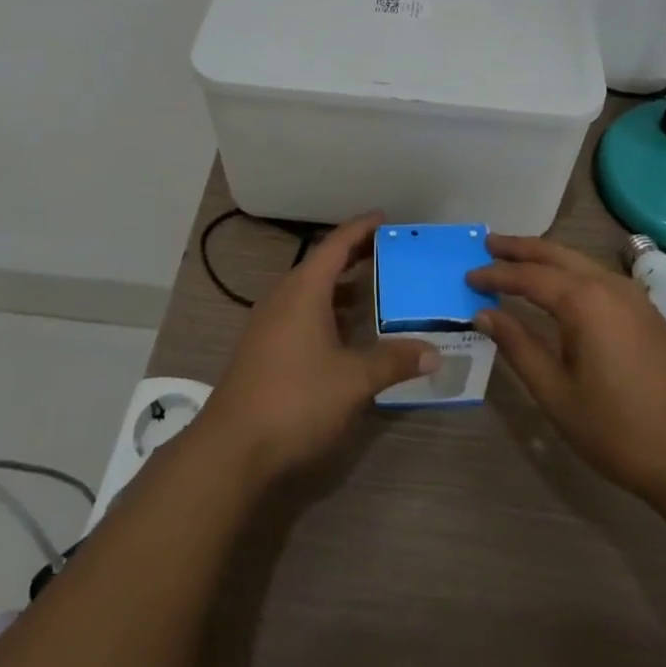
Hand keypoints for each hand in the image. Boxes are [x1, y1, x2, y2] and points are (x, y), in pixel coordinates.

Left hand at [198, 214, 438, 482]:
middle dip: (355, 255)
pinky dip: (327, 310)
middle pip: (322, 264)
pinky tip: (345, 332)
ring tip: (374, 289)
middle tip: (389, 251)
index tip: (384, 217)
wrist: (231, 449)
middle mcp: (284, 297)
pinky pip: (301, 312)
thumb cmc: (295, 400)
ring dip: (341, 286)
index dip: (361, 228)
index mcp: (304, 290)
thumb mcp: (352, 381)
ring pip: (310, 290)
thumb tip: (434, 352)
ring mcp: (269, 323)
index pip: (336, 244)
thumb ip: (393, 361)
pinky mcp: (264, 348)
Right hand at [468, 234, 665, 508]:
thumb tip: (484, 313)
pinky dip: (571, 272)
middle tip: (489, 244)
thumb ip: (518, 346)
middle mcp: (609, 285)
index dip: (495, 274)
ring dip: (546, 258)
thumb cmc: (619, 430)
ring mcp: (634, 296)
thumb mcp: (557, 393)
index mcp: (584, 301)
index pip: (528, 275)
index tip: (468, 276)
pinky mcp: (648, 312)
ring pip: (580, 262)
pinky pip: (599, 277)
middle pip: (556, 254)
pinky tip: (561, 288)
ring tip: (517, 261)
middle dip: (520, 248)